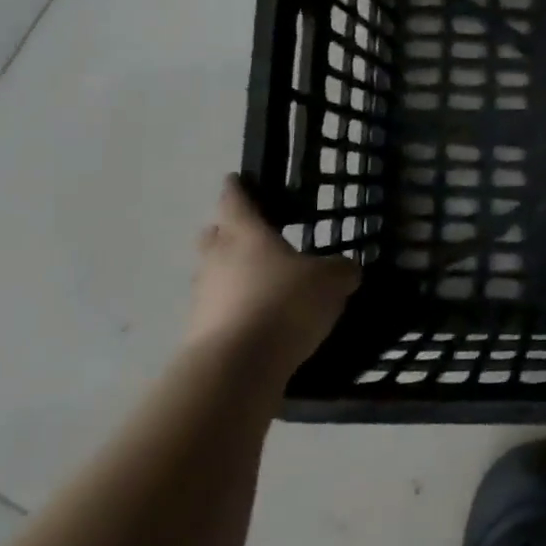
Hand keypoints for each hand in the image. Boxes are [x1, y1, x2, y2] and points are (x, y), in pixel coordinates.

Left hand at [190, 176, 359, 376]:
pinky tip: (256, 320)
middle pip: (213, 236)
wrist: (237, 365)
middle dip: (225, 231)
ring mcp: (202, 298)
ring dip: (228, 275)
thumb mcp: (330, 282)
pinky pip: (217, 311)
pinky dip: (233, 310)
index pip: (235, 201)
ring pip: (213, 274)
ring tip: (257, 282)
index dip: (237, 189)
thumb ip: (340, 270)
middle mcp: (217, 259)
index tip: (235, 180)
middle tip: (246, 233)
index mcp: (246, 234)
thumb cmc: (284, 303)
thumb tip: (347, 269)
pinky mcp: (199, 333)